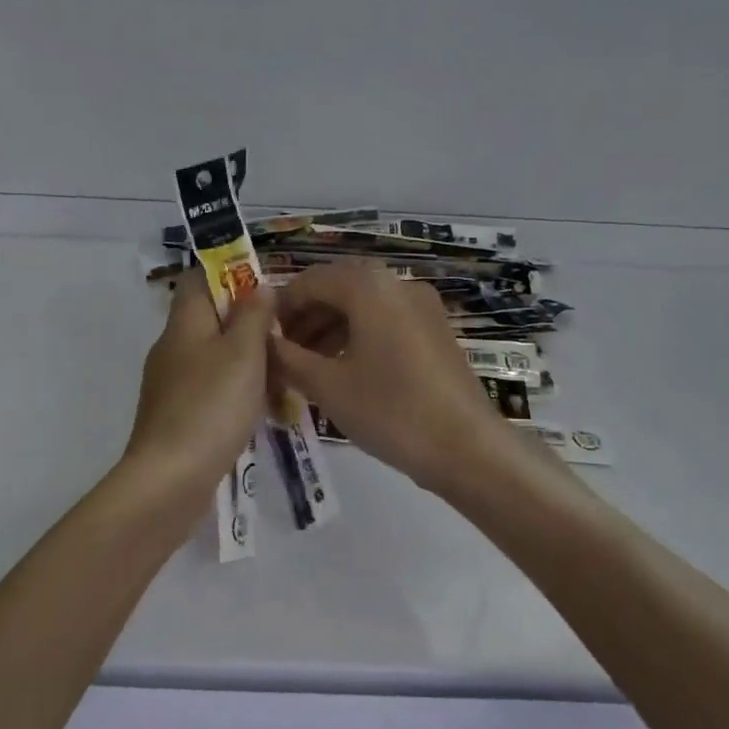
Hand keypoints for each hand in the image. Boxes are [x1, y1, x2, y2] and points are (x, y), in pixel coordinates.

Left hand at [125, 270, 272, 492]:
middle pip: (210, 318)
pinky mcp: (178, 415)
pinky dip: (237, 390)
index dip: (232, 274)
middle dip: (248, 321)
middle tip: (286, 333)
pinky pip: (212, 388)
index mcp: (184, 324)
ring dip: (247, 359)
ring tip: (282, 371)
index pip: (199, 278)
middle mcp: (172, 348)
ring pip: (214, 355)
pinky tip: (261, 407)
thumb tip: (258, 286)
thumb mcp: (243, 353)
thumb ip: (253, 315)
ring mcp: (172, 384)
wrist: (170, 480)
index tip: (268, 288)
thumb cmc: (211, 407)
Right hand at [271, 261, 511, 492]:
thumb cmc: (390, 411)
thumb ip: (287, 358)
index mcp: (369, 287)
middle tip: (282, 353)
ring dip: (330, 327)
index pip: (310, 280)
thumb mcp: (327, 386)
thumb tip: (261, 341)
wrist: (467, 448)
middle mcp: (397, 284)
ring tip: (307, 365)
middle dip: (306, 317)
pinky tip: (343, 369)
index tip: (261, 337)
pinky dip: (358, 335)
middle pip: (338, 288)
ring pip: (363, 305)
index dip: (281, 307)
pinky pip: (385, 320)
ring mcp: (422, 306)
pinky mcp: (435, 330)